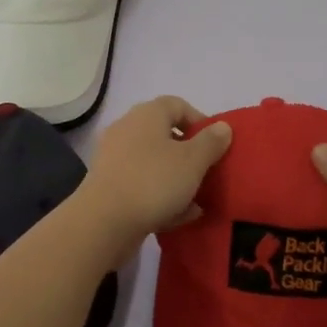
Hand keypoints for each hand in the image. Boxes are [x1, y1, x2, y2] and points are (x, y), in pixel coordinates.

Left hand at [75, 96, 232, 240]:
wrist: (103, 222)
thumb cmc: (153, 182)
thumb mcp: (193, 161)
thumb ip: (211, 142)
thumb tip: (223, 126)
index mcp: (147, 115)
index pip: (177, 104)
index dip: (200, 121)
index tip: (217, 144)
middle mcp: (127, 130)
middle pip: (165, 135)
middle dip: (190, 154)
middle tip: (208, 172)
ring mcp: (114, 158)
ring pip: (154, 163)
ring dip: (176, 179)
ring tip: (197, 199)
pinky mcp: (108, 186)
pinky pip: (141, 185)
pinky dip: (159, 196)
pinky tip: (178, 216)